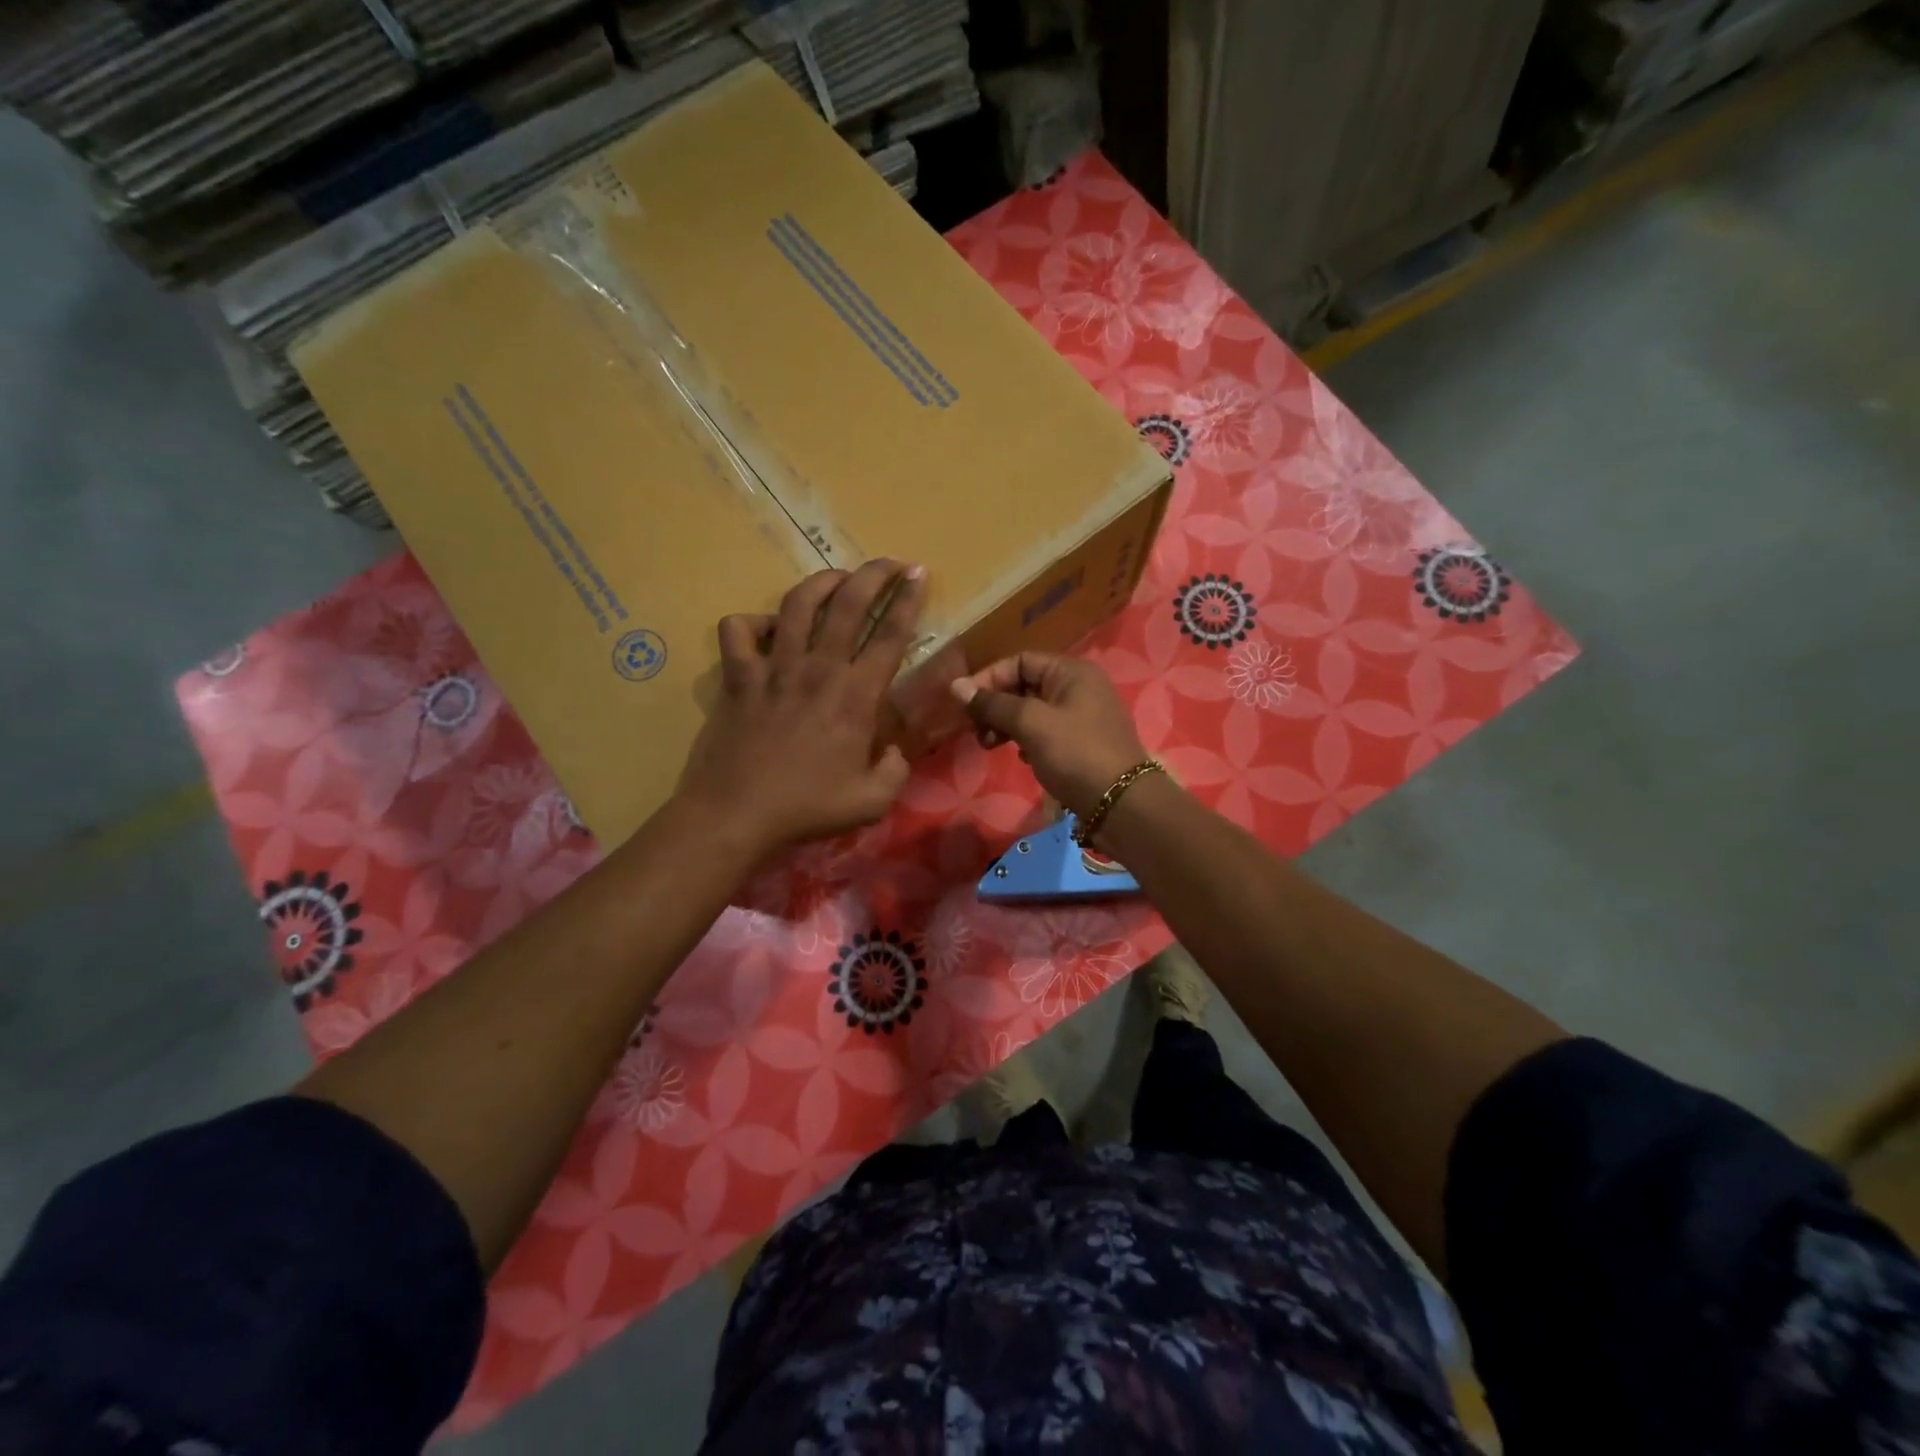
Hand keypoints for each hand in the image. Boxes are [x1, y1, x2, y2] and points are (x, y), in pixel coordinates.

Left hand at [678, 560, 925, 856]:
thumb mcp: (872, 802)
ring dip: (821, 582)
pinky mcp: (738, 676)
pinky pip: (739, 630)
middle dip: (873, 574)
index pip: (890, 635)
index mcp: (856, 696)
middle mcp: (818, 669)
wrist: (736, 814)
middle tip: (889, 563)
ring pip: (797, 604)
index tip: (918, 575)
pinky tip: (767, 629)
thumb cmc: (807, 808)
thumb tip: (894, 751)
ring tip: (837, 577)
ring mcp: (774, 668)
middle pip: (848, 604)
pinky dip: (753, 621)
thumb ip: (895, 771)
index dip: (908, 600)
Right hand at [950, 653, 1148, 817]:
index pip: (1020, 661)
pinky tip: (1021, 758)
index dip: (989, 678)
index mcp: (1071, 672)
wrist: (1121, 804)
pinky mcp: (1082, 744)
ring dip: (1007, 725)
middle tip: (977, 731)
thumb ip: (993, 704)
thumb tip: (956, 686)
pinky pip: (1046, 732)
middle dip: (996, 706)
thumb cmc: (1075, 754)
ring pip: (1033, 711)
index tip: (965, 705)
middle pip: (1025, 685)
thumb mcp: (1031, 724)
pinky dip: (1027, 740)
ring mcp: (1083, 716)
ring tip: (991, 746)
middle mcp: (1079, 687)